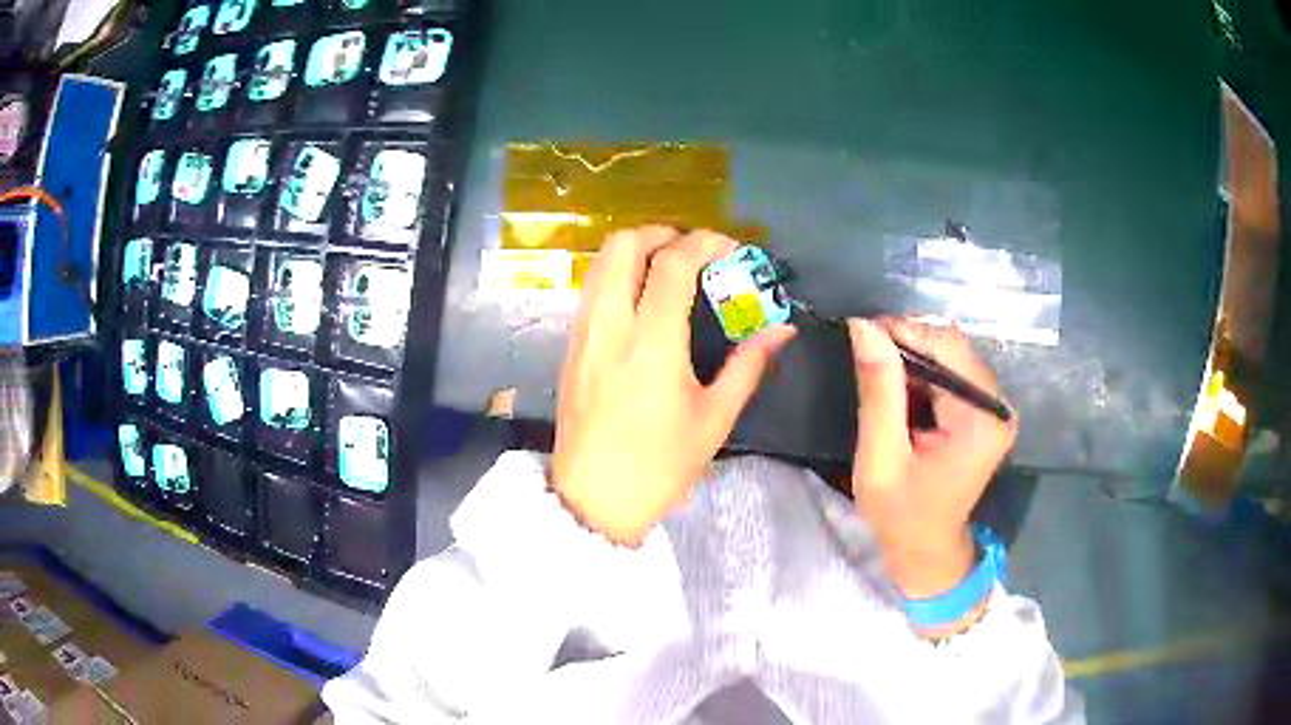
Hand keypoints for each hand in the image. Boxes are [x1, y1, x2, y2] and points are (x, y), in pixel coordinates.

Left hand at [551, 227, 796, 544]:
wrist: (593, 500)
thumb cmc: (660, 466)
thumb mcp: (714, 418)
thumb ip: (749, 365)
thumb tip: (781, 329)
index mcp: (652, 343)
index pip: (673, 264)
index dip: (705, 243)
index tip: (730, 249)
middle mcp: (610, 325)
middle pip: (623, 244)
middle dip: (662, 233)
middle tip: (694, 251)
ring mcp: (583, 333)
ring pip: (600, 262)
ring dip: (636, 250)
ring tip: (669, 268)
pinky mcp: (570, 346)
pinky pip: (591, 289)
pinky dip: (617, 274)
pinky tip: (642, 300)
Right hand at [847, 318, 1015, 602]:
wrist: (927, 549)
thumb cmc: (900, 513)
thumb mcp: (881, 456)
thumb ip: (878, 392)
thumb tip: (864, 327)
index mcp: (980, 420)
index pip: (946, 349)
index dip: (903, 332)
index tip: (860, 331)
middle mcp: (998, 407)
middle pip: (954, 348)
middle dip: (908, 343)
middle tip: (865, 350)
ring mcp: (996, 409)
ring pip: (954, 356)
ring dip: (915, 356)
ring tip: (878, 367)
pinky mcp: (988, 412)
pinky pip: (956, 373)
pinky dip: (926, 372)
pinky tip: (900, 384)